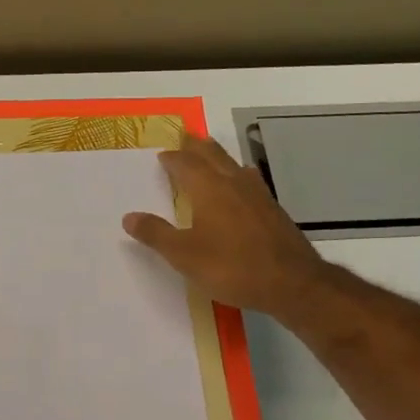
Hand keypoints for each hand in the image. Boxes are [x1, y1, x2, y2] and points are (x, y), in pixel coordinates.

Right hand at [123, 134, 331, 323]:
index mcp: (209, 189)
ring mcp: (258, 195)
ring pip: (234, 165)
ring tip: (210, 154)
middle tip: (186, 137)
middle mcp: (234, 183)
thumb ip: (156, 234)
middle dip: (196, 146)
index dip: (172, 159)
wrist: (291, 282)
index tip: (163, 155)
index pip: (185, 165)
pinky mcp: (273, 210)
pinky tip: (243, 184)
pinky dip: (238, 174)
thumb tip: (129, 217)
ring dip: (218, 156)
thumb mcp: (184, 255)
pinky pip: (250, 180)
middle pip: (213, 156)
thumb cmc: (232, 267)